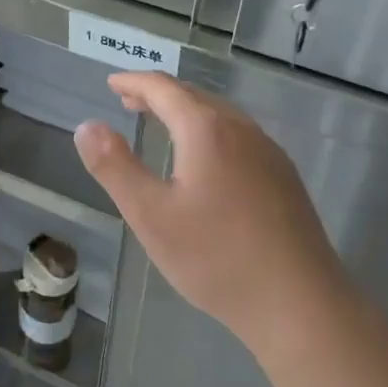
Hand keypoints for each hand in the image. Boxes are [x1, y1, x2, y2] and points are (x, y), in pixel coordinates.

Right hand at [73, 72, 347, 365]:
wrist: (300, 304)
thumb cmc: (216, 258)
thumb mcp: (150, 215)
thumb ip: (114, 166)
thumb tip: (87, 126)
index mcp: (206, 129)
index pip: (163, 89)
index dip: (134, 82)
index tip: (112, 82)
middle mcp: (241, 129)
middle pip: (194, 96)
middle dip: (158, 94)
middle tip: (129, 101)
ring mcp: (268, 152)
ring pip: (220, 115)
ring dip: (186, 111)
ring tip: (163, 124)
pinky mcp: (284, 177)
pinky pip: (238, 135)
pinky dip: (209, 130)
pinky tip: (206, 160)